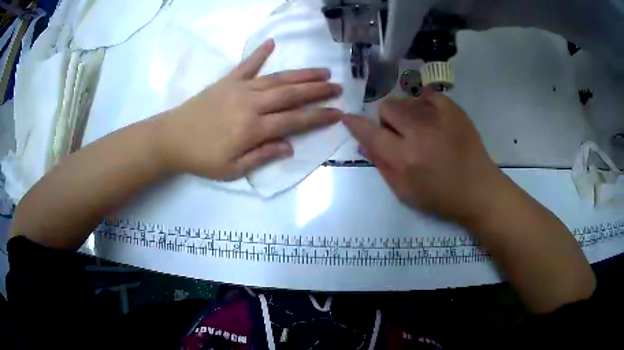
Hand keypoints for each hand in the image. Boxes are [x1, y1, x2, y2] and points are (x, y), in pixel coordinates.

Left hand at [156, 39, 342, 179]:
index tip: (338, 112)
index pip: (295, 120)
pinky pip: (247, 64)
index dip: (319, 116)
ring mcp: (239, 89)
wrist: (172, 138)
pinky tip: (272, 43)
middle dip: (317, 90)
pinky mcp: (227, 81)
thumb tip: (289, 146)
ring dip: (301, 74)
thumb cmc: (202, 158)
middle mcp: (252, 104)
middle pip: (291, 94)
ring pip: (277, 79)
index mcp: (254, 128)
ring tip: (322, 71)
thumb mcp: (232, 169)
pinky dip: (260, 53)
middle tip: (337, 86)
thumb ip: (262, 156)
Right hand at [344, 88, 502, 223]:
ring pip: (406, 99)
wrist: (478, 190)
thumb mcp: (405, 192)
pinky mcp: (454, 110)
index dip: (356, 124)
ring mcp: (439, 118)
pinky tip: (430, 116)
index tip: (349, 118)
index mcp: (405, 158)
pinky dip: (423, 102)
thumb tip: (364, 143)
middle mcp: (419, 133)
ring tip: (420, 128)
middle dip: (386, 119)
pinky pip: (428, 93)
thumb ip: (382, 165)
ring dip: (405, 112)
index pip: (371, 133)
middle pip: (387, 107)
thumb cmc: (441, 197)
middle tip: (399, 133)